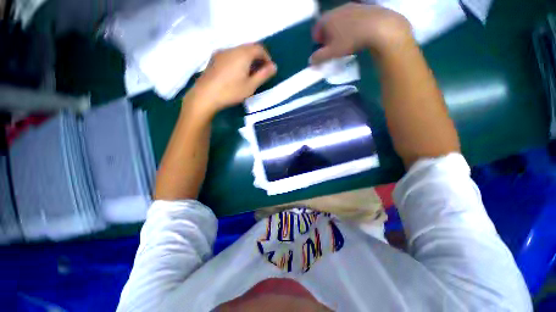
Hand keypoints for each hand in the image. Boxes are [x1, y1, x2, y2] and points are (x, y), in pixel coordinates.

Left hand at [190, 44, 276, 115]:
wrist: (205, 95)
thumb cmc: (231, 91)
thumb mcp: (251, 86)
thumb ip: (263, 75)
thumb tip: (274, 66)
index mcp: (242, 54)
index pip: (259, 48)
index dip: (267, 57)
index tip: (269, 69)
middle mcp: (231, 49)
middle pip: (248, 48)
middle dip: (257, 58)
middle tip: (260, 72)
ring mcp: (221, 53)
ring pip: (239, 51)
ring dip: (248, 59)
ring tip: (249, 74)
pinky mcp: (214, 59)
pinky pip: (230, 55)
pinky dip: (238, 61)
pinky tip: (236, 73)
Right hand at [310, 3, 412, 63]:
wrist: (377, 26)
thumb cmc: (350, 40)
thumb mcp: (331, 53)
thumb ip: (319, 57)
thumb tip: (310, 61)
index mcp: (326, 20)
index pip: (315, 31)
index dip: (317, 42)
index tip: (323, 51)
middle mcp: (335, 10)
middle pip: (326, 25)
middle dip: (327, 37)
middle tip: (333, 48)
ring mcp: (349, 6)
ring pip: (338, 21)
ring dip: (338, 31)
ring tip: (345, 42)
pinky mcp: (361, 7)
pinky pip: (350, 18)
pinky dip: (349, 26)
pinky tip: (356, 34)